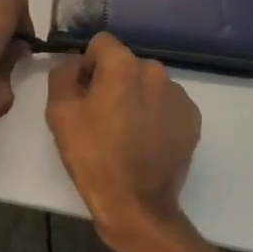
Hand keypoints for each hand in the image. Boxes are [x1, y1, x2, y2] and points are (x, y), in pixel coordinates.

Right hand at [46, 33, 200, 250]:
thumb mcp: (60, 114)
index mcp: (123, 65)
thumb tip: (75, 65)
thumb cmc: (94, 158)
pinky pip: (168, 105)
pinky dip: (157, 115)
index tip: (85, 95)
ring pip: (148, 84)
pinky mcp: (192, 118)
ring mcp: (178, 95)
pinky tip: (148, 142)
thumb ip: (64, 75)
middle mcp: (155, 71)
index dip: (88, 66)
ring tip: (128, 134)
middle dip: (114, 83)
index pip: (101, 44)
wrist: (137, 207)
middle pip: (126, 64)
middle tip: (104, 118)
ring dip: (137, 98)